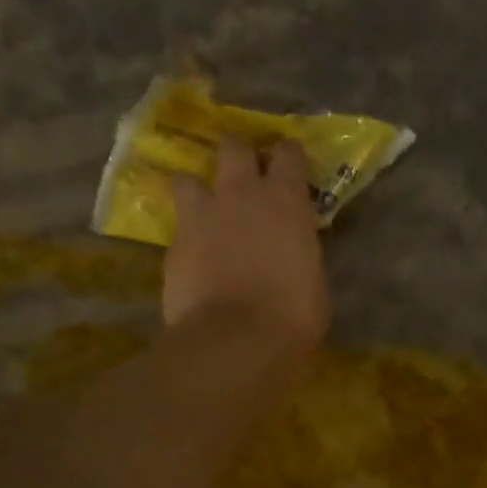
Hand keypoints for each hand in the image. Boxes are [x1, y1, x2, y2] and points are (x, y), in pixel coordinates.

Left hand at [164, 137, 330, 353]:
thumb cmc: (292, 315)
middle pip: (234, 147)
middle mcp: (241, 195)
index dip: (289, 157)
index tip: (291, 167)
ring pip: (188, 177)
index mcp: (286, 201)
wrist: (235, 340)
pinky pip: (177, 227)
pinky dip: (186, 235)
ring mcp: (201, 216)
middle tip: (246, 175)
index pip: (289, 153)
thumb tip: (293, 254)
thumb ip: (300, 253)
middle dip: (240, 155)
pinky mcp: (173, 245)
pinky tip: (192, 255)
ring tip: (204, 207)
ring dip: (198, 187)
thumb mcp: (313, 281)